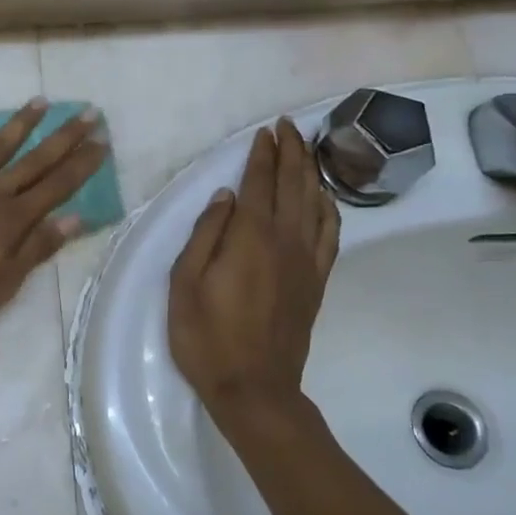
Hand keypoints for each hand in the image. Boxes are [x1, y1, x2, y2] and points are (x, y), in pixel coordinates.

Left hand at [0, 100, 107, 341]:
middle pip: (34, 162)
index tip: (102, 142)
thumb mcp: (1, 285)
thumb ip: (36, 249)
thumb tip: (76, 218)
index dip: (81, 165)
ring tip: (41, 102)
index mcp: (11, 221)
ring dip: (20, 124)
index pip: (56, 187)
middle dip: (64, 138)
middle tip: (88, 113)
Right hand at [168, 119, 339, 440]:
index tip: (264, 131)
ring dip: (311, 171)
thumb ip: (205, 234)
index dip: (262, 154)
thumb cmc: (206, 336)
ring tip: (307, 148)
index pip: (258, 183)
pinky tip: (325, 197)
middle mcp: (285, 240)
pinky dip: (330, 208)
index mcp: (249, 237)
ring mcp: (306, 261)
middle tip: (288, 127)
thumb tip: (225, 196)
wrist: (254, 388)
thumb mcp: (185, 283)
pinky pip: (330, 234)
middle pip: (293, 185)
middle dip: (291, 151)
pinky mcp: (316, 281)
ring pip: (315, 203)